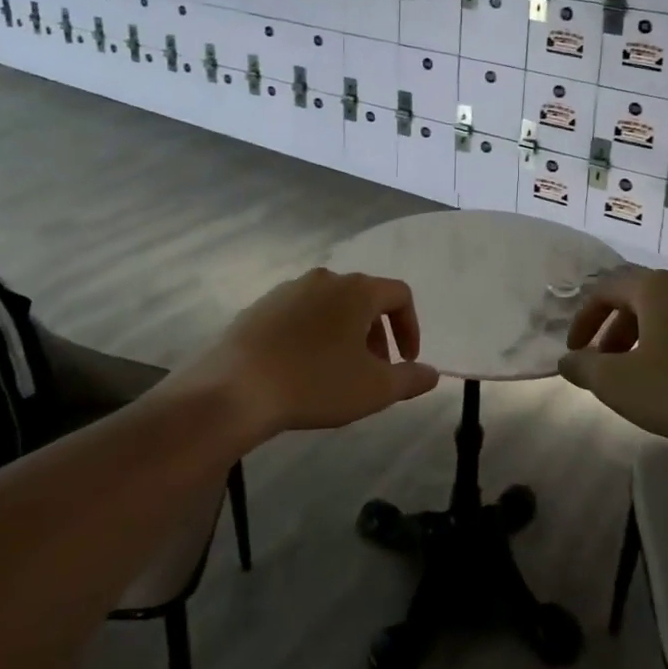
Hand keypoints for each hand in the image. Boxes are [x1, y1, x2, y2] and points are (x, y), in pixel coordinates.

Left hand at [184, 268, 439, 439]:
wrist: (235, 389)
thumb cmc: (316, 383)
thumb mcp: (374, 389)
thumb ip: (410, 379)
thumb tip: (432, 373)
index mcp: (357, 290)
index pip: (399, 294)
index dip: (410, 327)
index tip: (407, 361)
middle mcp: (326, 279)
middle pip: (365, 298)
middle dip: (377, 333)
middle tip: (374, 370)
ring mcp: (289, 289)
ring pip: (331, 306)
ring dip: (345, 334)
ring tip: (338, 372)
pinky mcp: (261, 306)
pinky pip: (300, 315)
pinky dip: (314, 335)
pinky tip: (302, 369)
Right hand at [559, 269, 667, 451]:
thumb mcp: (619, 383)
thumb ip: (584, 368)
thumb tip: (567, 361)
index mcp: (655, 287)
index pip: (605, 291)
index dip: (583, 320)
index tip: (573, 352)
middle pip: (635, 300)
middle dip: (611, 332)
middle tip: (601, 365)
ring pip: (663, 315)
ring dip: (639, 339)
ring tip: (633, 376)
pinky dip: (667, 345)